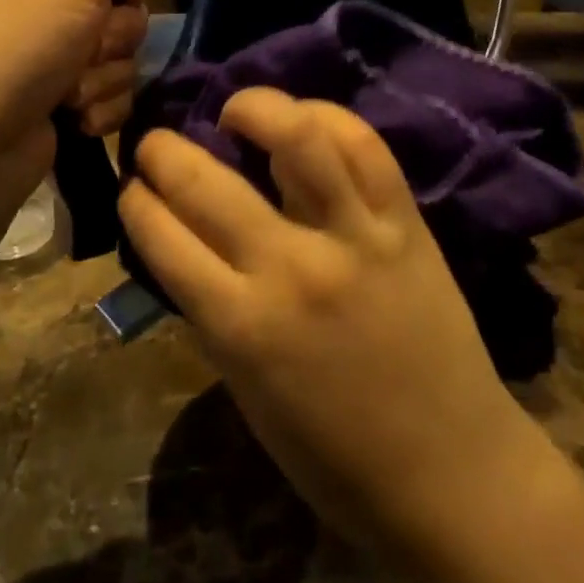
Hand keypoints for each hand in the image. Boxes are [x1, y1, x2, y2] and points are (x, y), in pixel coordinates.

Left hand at [0, 0, 176, 226]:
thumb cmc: (15, 45)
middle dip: (115, 30)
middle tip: (87, 43)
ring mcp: (38, 48)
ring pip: (117, 48)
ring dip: (106, 73)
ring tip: (70, 91)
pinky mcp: (49, 96)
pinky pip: (104, 88)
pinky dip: (96, 104)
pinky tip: (70, 118)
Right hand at [119, 89, 541, 548]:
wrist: (452, 474)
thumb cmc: (334, 456)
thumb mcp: (246, 390)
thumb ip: (212, 310)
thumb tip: (183, 243)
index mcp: (240, 326)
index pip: (161, 235)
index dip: (134, 200)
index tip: (131, 187)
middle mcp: (291, 269)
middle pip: (205, 181)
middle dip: (162, 150)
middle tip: (156, 143)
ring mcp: (354, 237)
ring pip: (295, 138)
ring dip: (251, 108)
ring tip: (234, 112)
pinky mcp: (405, 224)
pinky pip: (365, 147)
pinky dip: (326, 118)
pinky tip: (304, 121)